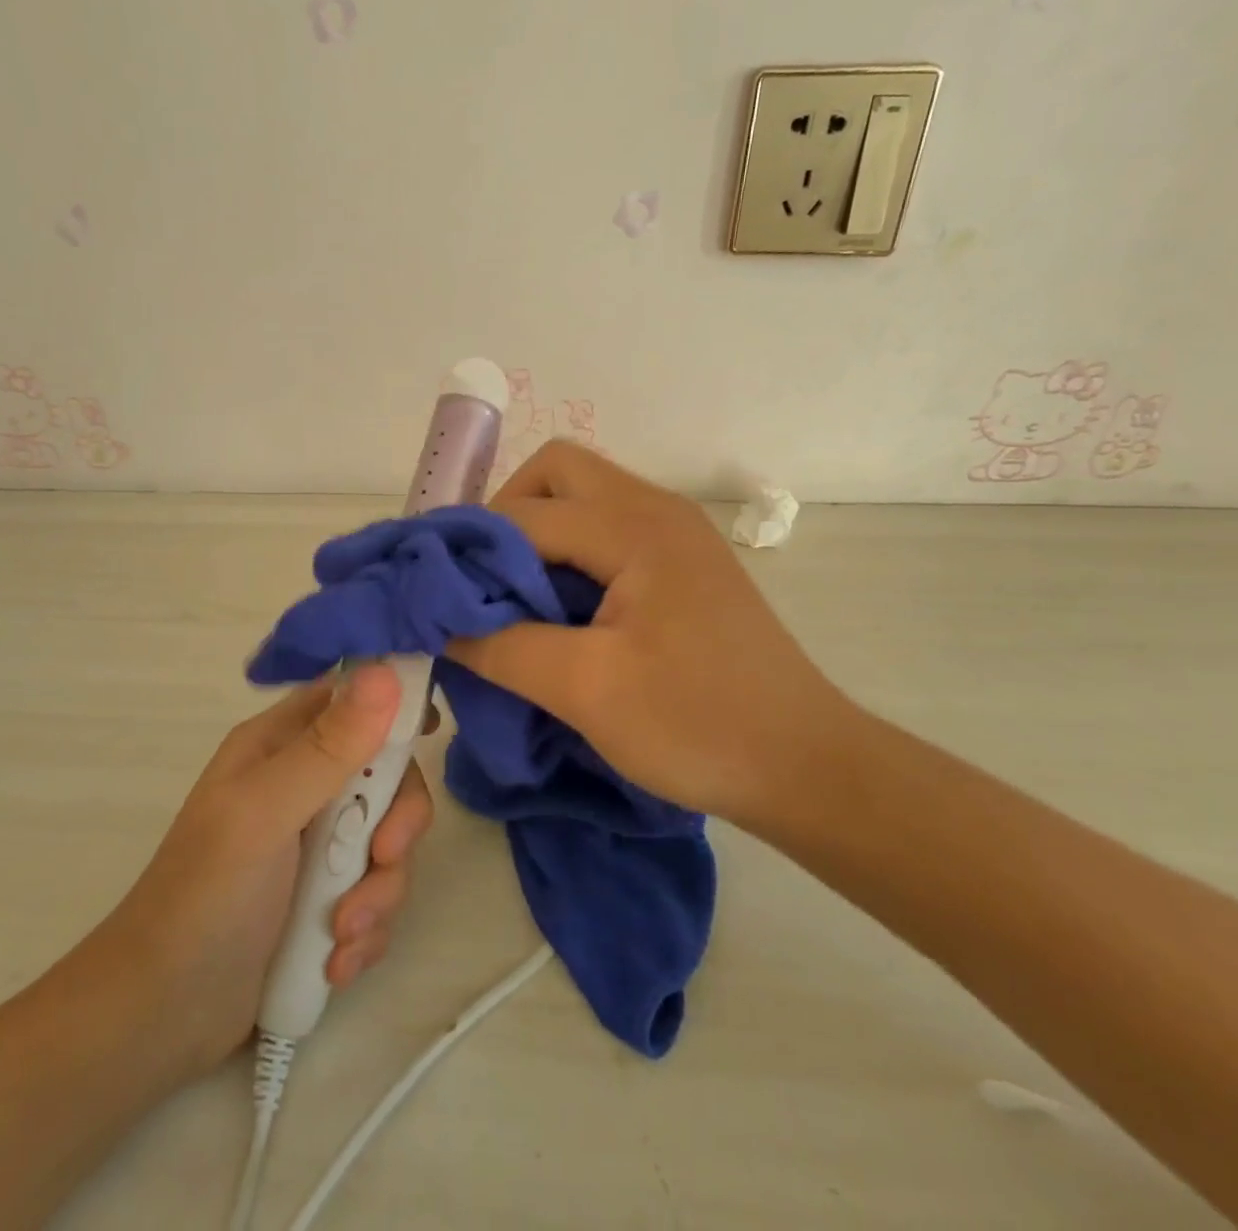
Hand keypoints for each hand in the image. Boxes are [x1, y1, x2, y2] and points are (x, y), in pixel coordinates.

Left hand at [51, 666, 432, 1085]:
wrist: (161, 1021)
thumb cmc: (205, 897)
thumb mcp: (265, 813)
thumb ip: (329, 747)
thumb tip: (386, 672)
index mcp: (280, 747)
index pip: (350, 700)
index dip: (393, 706)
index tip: (429, 729)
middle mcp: (304, 787)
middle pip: (387, 777)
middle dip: (395, 824)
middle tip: (381, 857)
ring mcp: (317, 847)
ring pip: (389, 843)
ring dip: (379, 892)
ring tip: (341, 934)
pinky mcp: (327, 900)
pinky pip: (378, 896)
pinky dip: (367, 930)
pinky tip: (335, 961)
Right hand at [448, 441, 860, 824]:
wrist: (806, 766)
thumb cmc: (700, 724)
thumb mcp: (587, 690)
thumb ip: (502, 648)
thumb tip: (437, 625)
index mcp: (635, 527)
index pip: (524, 513)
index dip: (468, 549)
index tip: (431, 592)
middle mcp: (655, 510)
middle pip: (556, 473)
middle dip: (505, 516)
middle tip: (482, 581)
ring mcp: (674, 535)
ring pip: (582, 499)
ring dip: (536, 535)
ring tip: (509, 599)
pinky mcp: (681, 566)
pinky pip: (606, 533)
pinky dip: (566, 555)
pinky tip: (555, 610)